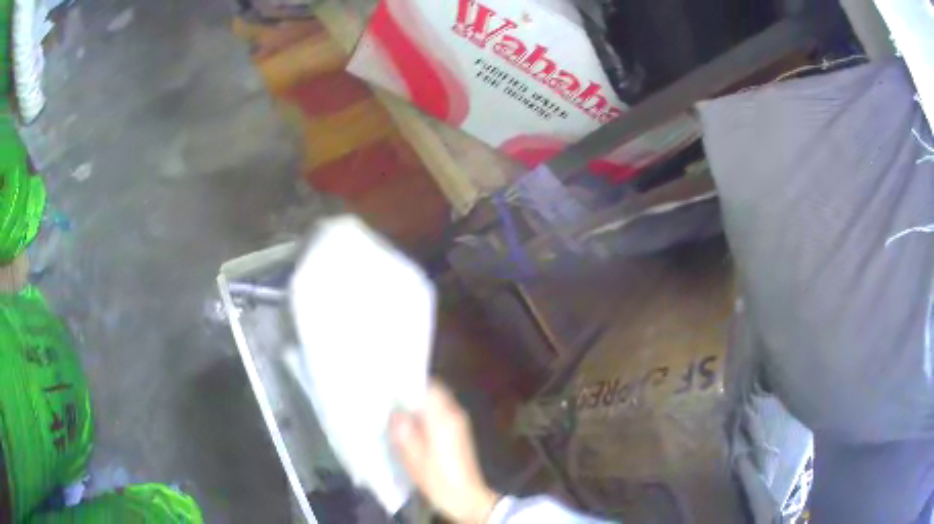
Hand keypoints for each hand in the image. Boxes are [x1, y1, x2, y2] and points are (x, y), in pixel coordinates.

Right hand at [391, 381, 500, 523]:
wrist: (465, 497)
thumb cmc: (438, 477)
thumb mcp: (412, 456)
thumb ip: (402, 429)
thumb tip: (395, 411)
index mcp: (443, 416)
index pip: (428, 385)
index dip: (408, 380)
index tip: (388, 380)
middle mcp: (454, 414)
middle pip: (433, 392)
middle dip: (411, 391)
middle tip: (387, 395)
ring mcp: (458, 424)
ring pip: (435, 403)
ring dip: (417, 403)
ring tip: (394, 408)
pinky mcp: (458, 434)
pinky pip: (438, 415)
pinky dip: (424, 415)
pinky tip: (409, 425)